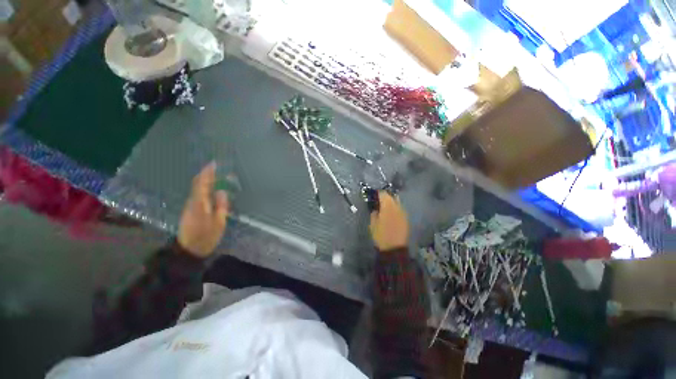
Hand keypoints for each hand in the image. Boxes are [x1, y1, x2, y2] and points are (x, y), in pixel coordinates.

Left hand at [178, 162, 229, 257]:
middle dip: (206, 175)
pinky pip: (198, 195)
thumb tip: (221, 192)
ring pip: (197, 189)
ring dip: (206, 181)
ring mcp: (190, 207)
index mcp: (199, 204)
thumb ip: (221, 206)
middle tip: (218, 169)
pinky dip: (204, 189)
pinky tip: (211, 190)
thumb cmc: (206, 236)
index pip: (201, 183)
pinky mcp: (190, 211)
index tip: (214, 164)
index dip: (207, 173)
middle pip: (197, 184)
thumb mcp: (218, 222)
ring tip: (217, 177)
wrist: (189, 250)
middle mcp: (192, 202)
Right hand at [369, 192, 408, 251]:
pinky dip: (395, 209)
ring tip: (385, 207)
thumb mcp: (372, 224)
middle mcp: (397, 207)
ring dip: (391, 202)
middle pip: (392, 196)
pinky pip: (400, 209)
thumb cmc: (381, 235)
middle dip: (386, 197)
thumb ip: (374, 213)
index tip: (373, 195)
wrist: (394, 248)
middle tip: (379, 201)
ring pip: (397, 202)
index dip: (378, 193)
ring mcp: (403, 212)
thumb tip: (376, 208)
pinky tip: (391, 214)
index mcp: (388, 206)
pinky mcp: (406, 218)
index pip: (383, 194)